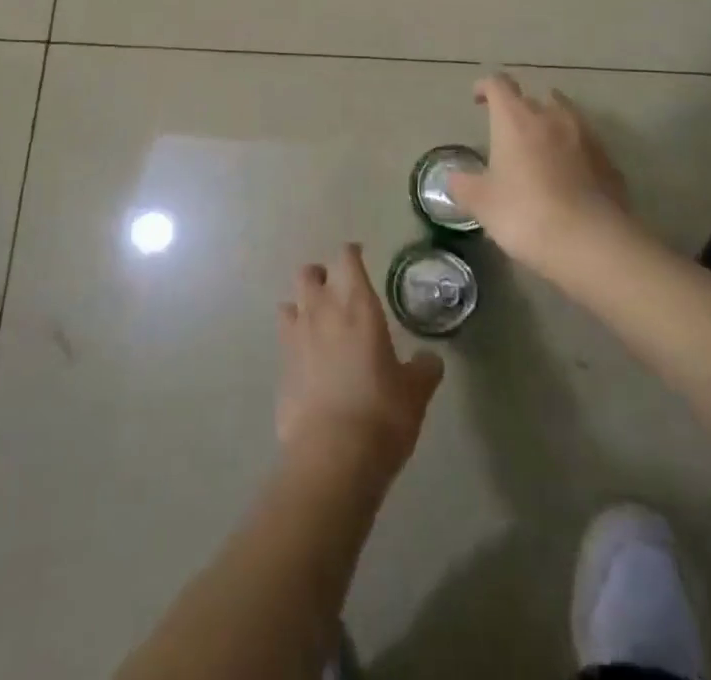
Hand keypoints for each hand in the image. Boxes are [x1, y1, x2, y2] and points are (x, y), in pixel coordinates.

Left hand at [276, 244, 444, 474]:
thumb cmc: (381, 413)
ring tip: (318, 322)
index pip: (347, 259)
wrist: (332, 456)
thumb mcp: (415, 392)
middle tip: (336, 290)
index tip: (359, 256)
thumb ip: (423, 369)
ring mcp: (296, 337)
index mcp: (357, 304)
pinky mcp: (280, 367)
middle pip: (309, 273)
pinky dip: (294, 340)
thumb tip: (429, 360)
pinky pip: (284, 339)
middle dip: (321, 275)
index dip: (352, 254)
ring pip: (290, 302)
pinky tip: (307, 359)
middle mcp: (322, 310)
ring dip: (302, 305)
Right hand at [446, 73, 637, 277]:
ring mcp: (586, 136)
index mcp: (516, 119)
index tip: (478, 99)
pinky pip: (585, 144)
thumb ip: (464, 186)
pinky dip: (574, 150)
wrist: (594, 243)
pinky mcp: (609, 160)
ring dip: (550, 124)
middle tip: (509, 132)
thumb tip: (454, 178)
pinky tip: (568, 176)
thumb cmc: (527, 214)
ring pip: (565, 115)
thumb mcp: (483, 204)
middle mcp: (552, 116)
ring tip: (540, 149)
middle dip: (520, 108)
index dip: (486, 87)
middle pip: (534, 96)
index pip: (498, 85)